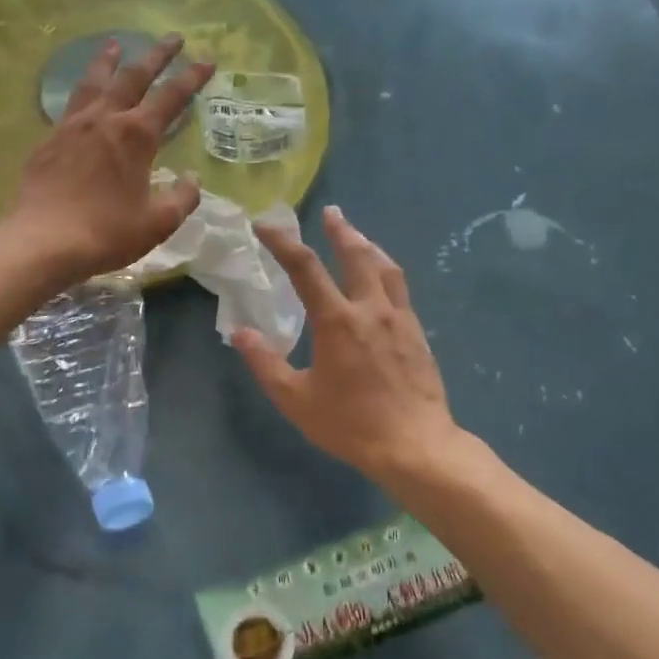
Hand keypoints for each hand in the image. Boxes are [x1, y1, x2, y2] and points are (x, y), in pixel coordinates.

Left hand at [4, 34, 214, 281]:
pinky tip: (83, 95)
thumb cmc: (106, 233)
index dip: (192, 77)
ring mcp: (72, 126)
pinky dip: (83, 89)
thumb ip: (182, 198)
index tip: (207, 60)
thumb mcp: (157, 223)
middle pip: (133, 76)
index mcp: (136, 136)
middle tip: (173, 38)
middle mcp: (105, 119)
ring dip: (110, 61)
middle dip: (156, 55)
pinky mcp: (49, 140)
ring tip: (116, 44)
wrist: (43, 241)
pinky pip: (71, 104)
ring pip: (95, 82)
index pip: (171, 97)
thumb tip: (192, 178)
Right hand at [232, 206, 461, 482]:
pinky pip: (400, 289)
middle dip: (339, 230)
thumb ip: (265, 363)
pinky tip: (382, 280)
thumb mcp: (296, 399)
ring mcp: (400, 318)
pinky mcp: (417, 333)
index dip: (282, 242)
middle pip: (356, 255)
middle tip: (330, 212)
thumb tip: (240, 333)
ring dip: (368, 245)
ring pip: (385, 268)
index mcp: (337, 321)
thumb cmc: (350, 424)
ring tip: (357, 235)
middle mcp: (370, 309)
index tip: (265, 226)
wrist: (415, 445)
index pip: (305, 268)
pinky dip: (386, 271)